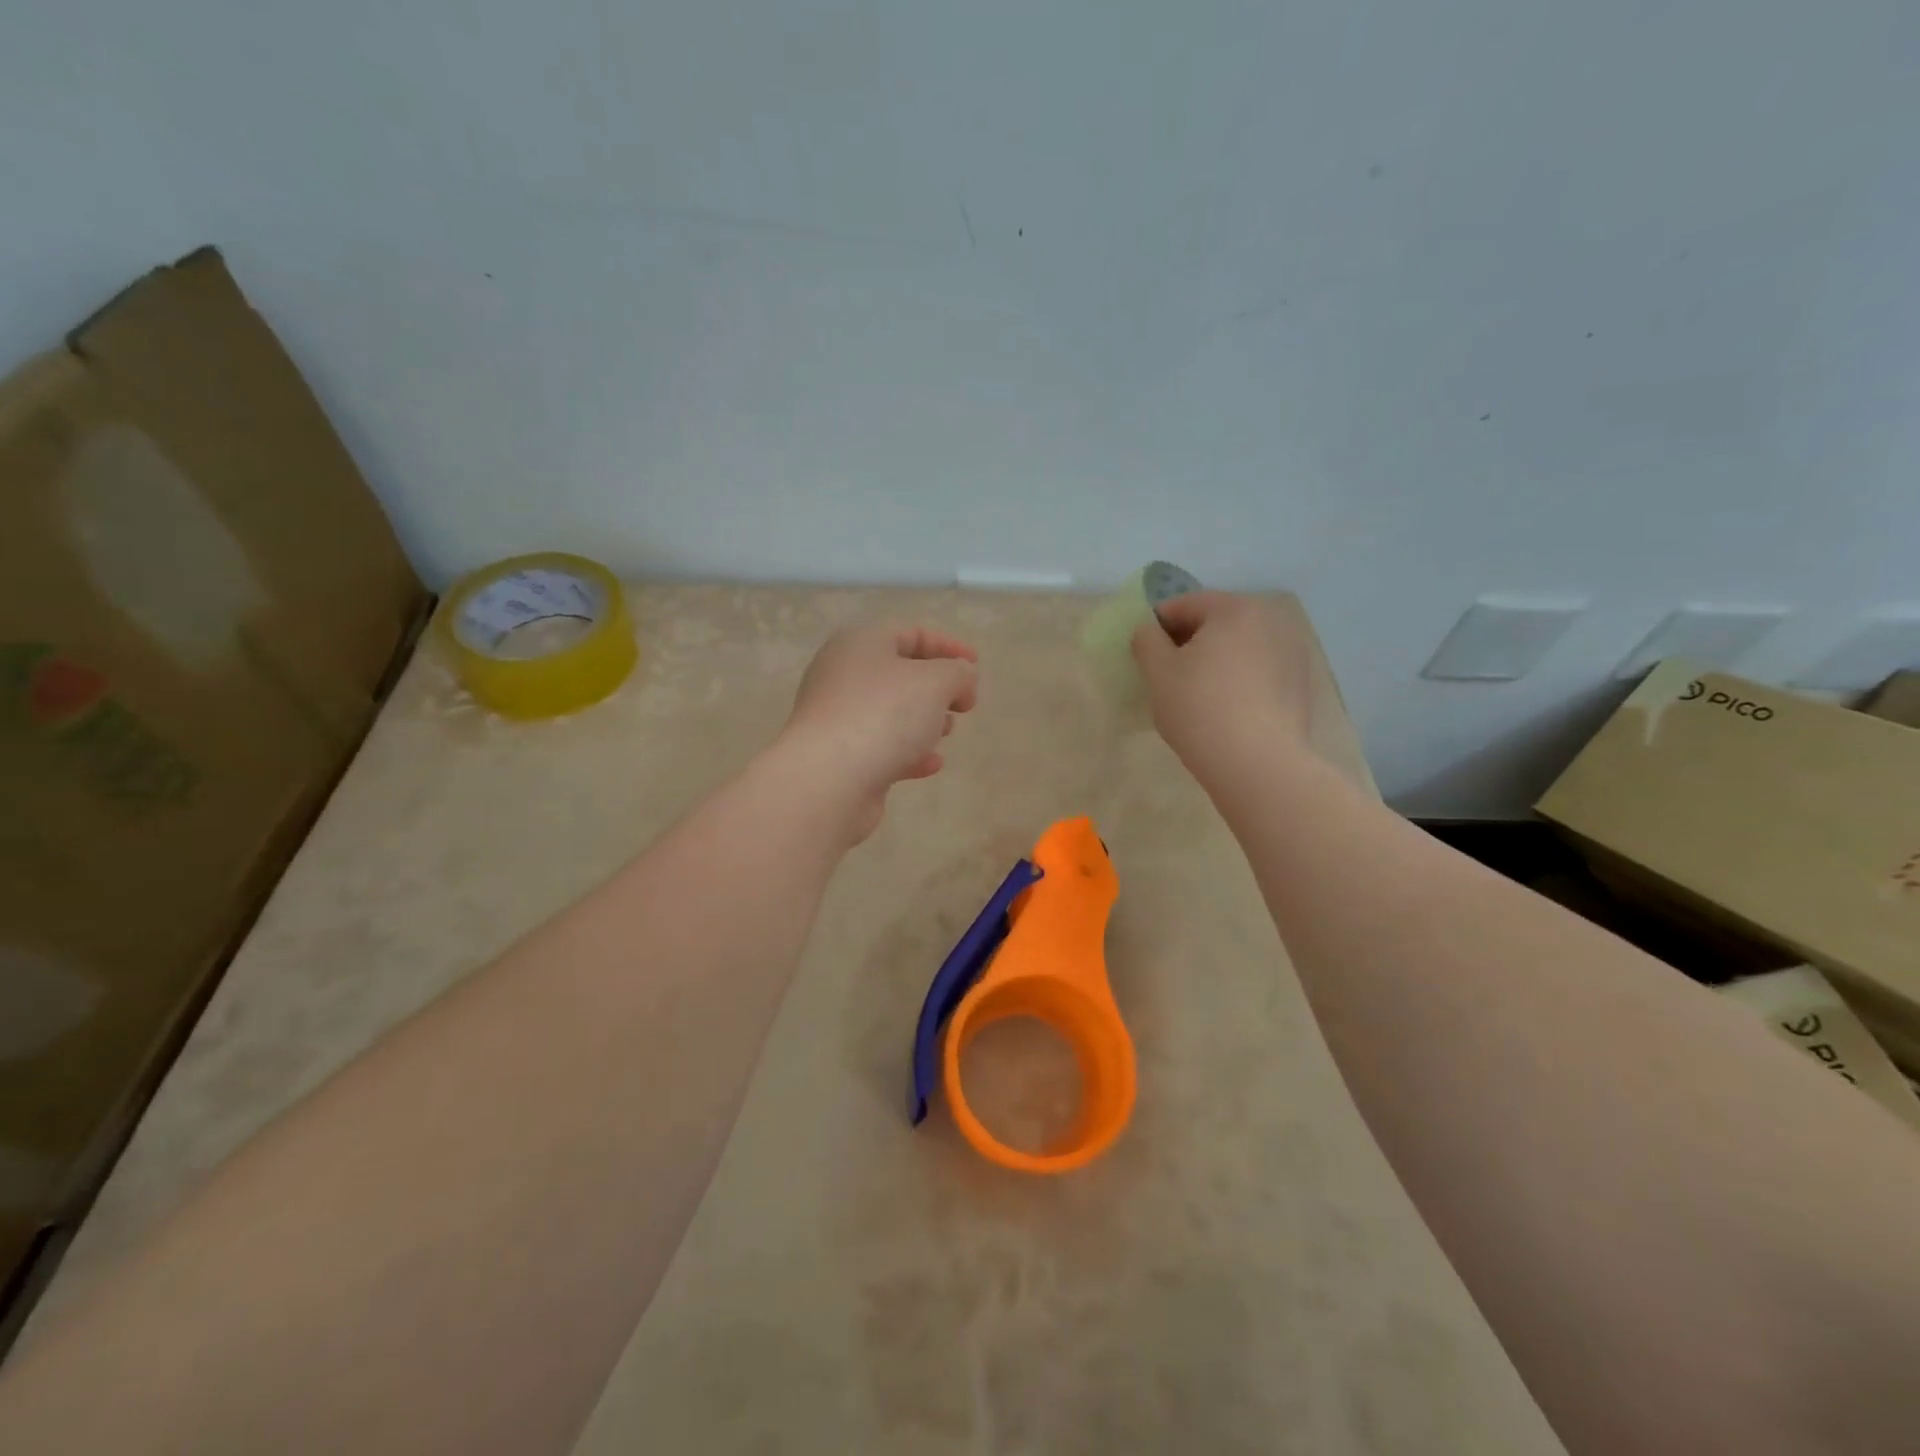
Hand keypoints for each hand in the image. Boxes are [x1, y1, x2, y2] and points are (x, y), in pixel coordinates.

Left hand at [780, 624, 978, 841]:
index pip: (910, 633)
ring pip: (890, 712)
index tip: (976, 666)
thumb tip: (961, 678)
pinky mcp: (839, 756)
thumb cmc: (883, 715)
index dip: (948, 646)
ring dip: (924, 720)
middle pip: (899, 673)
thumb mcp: (935, 682)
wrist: (828, 780)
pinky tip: (931, 765)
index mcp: (860, 644)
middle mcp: (842, 675)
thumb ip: (957, 673)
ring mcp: (837, 717)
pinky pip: (880, 746)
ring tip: (947, 733)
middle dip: (937, 688)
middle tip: (964, 706)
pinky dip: (908, 751)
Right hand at [1131, 592, 1314, 786]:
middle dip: (1188, 642)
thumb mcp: (1157, 672)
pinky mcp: (1300, 684)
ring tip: (1195, 694)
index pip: (1184, 605)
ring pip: (1239, 647)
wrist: (1258, 764)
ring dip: (1215, 660)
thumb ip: (1146, 640)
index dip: (1156, 626)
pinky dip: (1238, 679)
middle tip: (1166, 675)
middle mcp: (1271, 620)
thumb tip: (1149, 631)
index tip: (1143, 655)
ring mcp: (1292, 652)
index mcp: (1235, 608)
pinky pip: (1258, 670)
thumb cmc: (1200, 708)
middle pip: (1216, 622)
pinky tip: (1224, 708)